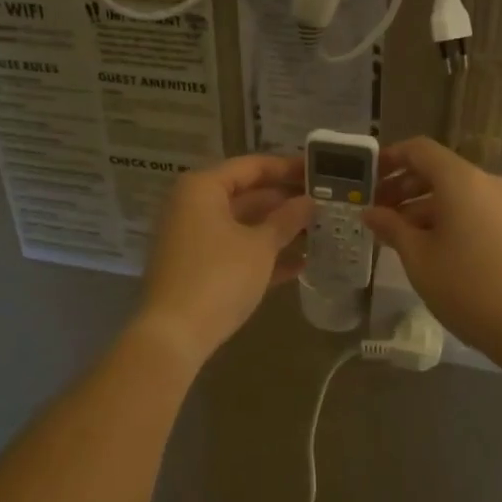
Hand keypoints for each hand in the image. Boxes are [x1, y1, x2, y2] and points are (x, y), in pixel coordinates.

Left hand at [137, 154, 311, 365]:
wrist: (175, 335)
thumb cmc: (219, 276)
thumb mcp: (260, 246)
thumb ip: (286, 219)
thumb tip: (309, 201)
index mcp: (203, 188)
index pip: (252, 166)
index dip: (287, 168)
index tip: (320, 171)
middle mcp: (193, 206)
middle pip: (247, 194)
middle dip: (286, 202)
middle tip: (326, 203)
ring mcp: (193, 238)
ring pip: (243, 225)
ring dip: (279, 230)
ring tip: (321, 232)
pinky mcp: (197, 268)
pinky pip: (235, 251)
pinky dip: (263, 255)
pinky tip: (301, 265)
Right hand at [362, 137, 501, 362]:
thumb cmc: (467, 286)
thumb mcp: (418, 258)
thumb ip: (391, 227)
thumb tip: (369, 212)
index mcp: (459, 180)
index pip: (418, 149)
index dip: (389, 158)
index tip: (366, 180)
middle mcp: (484, 183)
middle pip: (436, 170)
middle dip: (402, 186)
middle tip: (375, 212)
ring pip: (453, 194)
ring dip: (420, 207)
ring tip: (395, 236)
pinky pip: (470, 211)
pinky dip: (443, 220)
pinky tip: (426, 250)